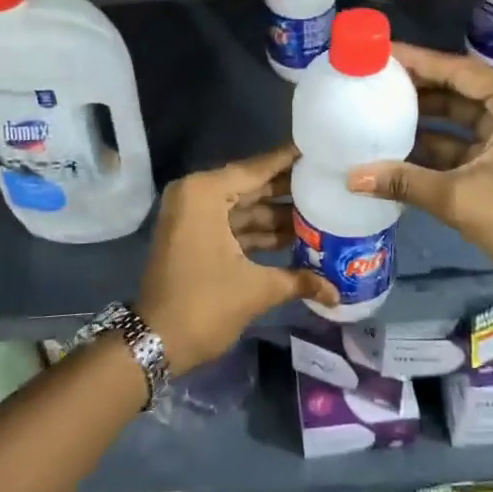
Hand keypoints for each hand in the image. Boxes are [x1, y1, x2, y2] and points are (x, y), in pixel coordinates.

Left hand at [136, 144, 338, 372]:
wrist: (155, 342)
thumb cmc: (204, 305)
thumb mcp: (255, 289)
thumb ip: (298, 280)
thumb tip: (337, 292)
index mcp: (205, 193)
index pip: (255, 169)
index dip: (288, 160)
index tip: (319, 149)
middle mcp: (196, 195)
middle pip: (251, 186)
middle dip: (288, 190)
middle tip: (328, 183)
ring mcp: (193, 216)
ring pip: (244, 207)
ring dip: (277, 214)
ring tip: (321, 212)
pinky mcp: (194, 236)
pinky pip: (233, 224)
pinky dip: (260, 231)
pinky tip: (296, 237)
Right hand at [346, 43, 492, 303]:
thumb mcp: (459, 199)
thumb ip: (404, 181)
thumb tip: (351, 177)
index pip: (456, 69)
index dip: (415, 61)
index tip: (377, 53)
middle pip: (456, 87)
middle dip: (415, 86)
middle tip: (370, 79)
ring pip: (458, 113)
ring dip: (422, 116)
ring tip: (375, 108)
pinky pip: (463, 138)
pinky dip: (434, 142)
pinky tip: (397, 145)